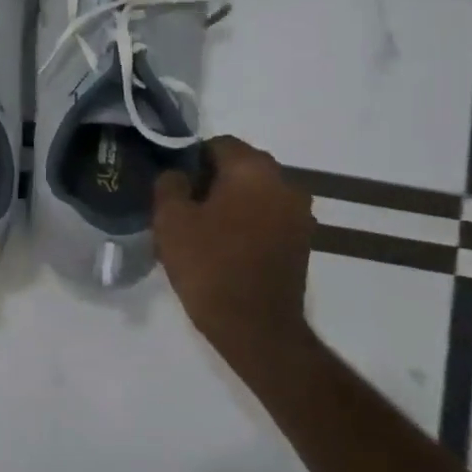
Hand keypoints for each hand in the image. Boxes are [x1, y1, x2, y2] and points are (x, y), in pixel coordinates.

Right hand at [154, 137, 315, 363]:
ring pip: (254, 192)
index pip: (218, 144)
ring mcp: (299, 214)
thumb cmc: (209, 265)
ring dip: (230, 202)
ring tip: (201, 228)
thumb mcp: (171, 220)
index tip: (172, 184)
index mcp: (254, 170)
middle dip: (210, 179)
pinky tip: (224, 245)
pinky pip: (267, 216)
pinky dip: (246, 222)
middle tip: (182, 205)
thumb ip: (169, 184)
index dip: (190, 159)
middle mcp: (285, 183)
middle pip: (240, 166)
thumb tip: (177, 174)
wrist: (255, 327)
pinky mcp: (302, 241)